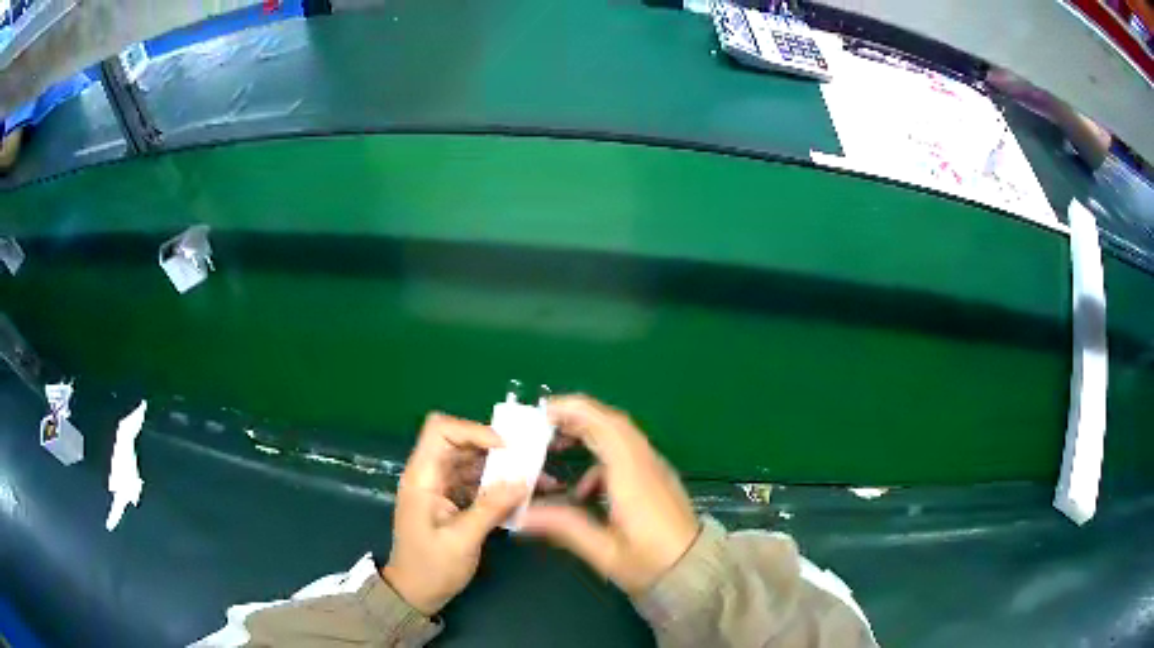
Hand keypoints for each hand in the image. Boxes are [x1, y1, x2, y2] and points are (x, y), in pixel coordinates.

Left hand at [383, 413, 527, 615]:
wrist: (415, 593)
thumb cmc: (431, 567)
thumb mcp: (462, 540)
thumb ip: (490, 508)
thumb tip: (522, 480)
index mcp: (422, 478)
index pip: (440, 431)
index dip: (473, 430)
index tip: (506, 448)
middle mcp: (430, 475)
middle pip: (461, 443)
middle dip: (496, 448)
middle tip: (530, 460)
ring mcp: (440, 487)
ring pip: (472, 462)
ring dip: (502, 467)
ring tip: (537, 477)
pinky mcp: (451, 500)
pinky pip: (476, 482)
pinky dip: (499, 485)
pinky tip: (523, 495)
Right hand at [520, 395, 699, 595]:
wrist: (695, 572)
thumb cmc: (651, 562)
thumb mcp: (603, 551)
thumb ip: (563, 527)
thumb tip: (521, 515)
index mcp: (632, 474)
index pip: (604, 424)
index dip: (572, 410)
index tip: (540, 413)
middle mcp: (645, 463)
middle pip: (611, 423)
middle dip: (574, 417)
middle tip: (540, 426)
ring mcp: (654, 469)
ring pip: (619, 436)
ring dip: (586, 434)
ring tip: (554, 449)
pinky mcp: (656, 479)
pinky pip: (625, 454)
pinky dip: (599, 459)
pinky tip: (583, 491)